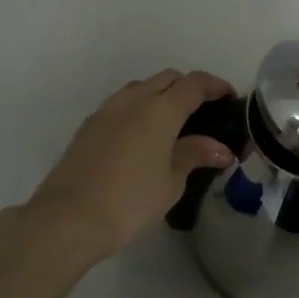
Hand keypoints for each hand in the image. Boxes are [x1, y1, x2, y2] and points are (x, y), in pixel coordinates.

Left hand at [17, 69, 235, 269]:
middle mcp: (133, 100)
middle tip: (204, 111)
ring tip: (174, 123)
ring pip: (141, 88)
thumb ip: (195, 155)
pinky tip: (143, 137)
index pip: (194, 84)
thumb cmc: (130, 201)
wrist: (68, 219)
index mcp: (160, 109)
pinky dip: (139, 109)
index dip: (215, 85)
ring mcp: (106, 111)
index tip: (229, 97)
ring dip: (161, 95)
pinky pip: (121, 104)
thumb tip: (221, 149)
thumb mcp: (171, 181)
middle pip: (167, 79)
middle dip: (188, 87)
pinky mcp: (88, 126)